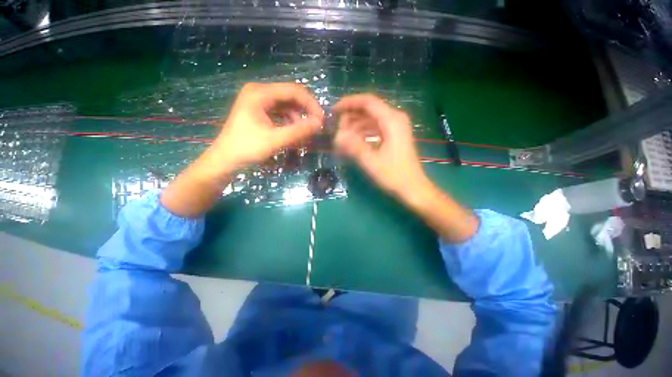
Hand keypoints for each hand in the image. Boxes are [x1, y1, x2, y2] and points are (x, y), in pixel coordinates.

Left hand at [210, 82, 323, 171]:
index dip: (311, 104)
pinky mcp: (259, 111)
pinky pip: (280, 113)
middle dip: (306, 111)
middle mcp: (259, 92)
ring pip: (287, 105)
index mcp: (260, 93)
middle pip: (291, 96)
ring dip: (298, 118)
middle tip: (316, 127)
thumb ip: (298, 131)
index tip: (322, 120)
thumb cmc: (247, 149)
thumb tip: (320, 123)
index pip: (293, 91)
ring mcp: (258, 101)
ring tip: (305, 134)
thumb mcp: (275, 140)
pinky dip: (290, 122)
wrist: (225, 160)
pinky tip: (294, 133)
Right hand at [333, 94, 428, 199]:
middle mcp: (395, 118)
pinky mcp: (394, 135)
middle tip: (337, 130)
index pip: (367, 102)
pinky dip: (364, 132)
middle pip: (369, 109)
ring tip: (343, 137)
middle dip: (351, 116)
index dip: (348, 103)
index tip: (334, 111)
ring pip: (371, 119)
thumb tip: (337, 136)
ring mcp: (396, 127)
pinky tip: (354, 141)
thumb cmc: (394, 176)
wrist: (413, 188)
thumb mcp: (371, 162)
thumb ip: (354, 147)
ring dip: (356, 125)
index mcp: (391, 120)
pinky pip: (376, 127)